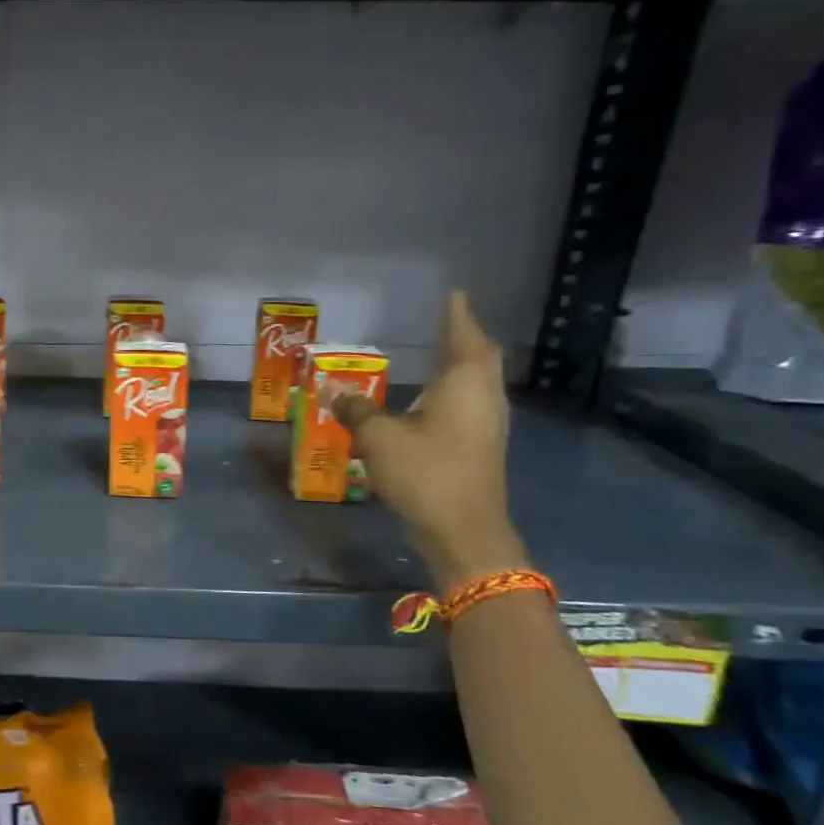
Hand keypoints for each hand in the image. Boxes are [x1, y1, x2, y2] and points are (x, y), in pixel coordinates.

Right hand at [329, 291, 527, 591]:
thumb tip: (335, 390)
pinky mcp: (481, 447)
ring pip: (478, 382)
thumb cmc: (425, 473)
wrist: (464, 531)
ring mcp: (487, 424)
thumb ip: (357, 410)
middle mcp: (483, 397)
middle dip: (464, 336)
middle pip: (480, 357)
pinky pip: (471, 403)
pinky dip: (456, 390)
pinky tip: (436, 399)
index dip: (456, 315)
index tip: (453, 293)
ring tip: (441, 353)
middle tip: (448, 320)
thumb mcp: (378, 438)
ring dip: (462, 364)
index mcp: (464, 384)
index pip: (463, 337)